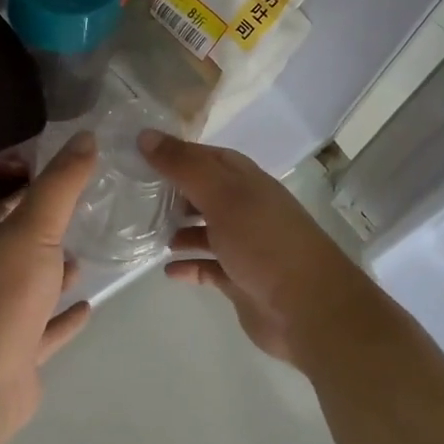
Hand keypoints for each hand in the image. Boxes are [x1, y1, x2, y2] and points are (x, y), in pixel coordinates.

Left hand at [0, 132, 96, 438]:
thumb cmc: (5, 294)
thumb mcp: (36, 227)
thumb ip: (61, 184)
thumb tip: (85, 135)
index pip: (9, 204)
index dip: (35, 188)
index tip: (69, 174)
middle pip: (21, 245)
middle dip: (49, 232)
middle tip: (86, 214)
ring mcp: (1, 316)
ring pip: (33, 287)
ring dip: (56, 274)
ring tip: (87, 258)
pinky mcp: (17, 353)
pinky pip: (46, 329)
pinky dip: (65, 318)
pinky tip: (89, 308)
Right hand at [140, 131, 371, 368]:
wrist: (309, 308)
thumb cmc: (264, 241)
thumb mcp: (221, 194)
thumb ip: (183, 166)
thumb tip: (144, 135)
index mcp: (244, 180)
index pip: (204, 156)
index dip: (174, 153)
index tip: (137, 154)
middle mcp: (245, 207)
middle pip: (203, 192)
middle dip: (172, 192)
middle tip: (134, 195)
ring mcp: (244, 245)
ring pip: (204, 230)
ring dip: (179, 229)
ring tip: (147, 232)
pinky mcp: (240, 279)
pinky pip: (208, 267)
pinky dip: (189, 265)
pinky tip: (168, 270)